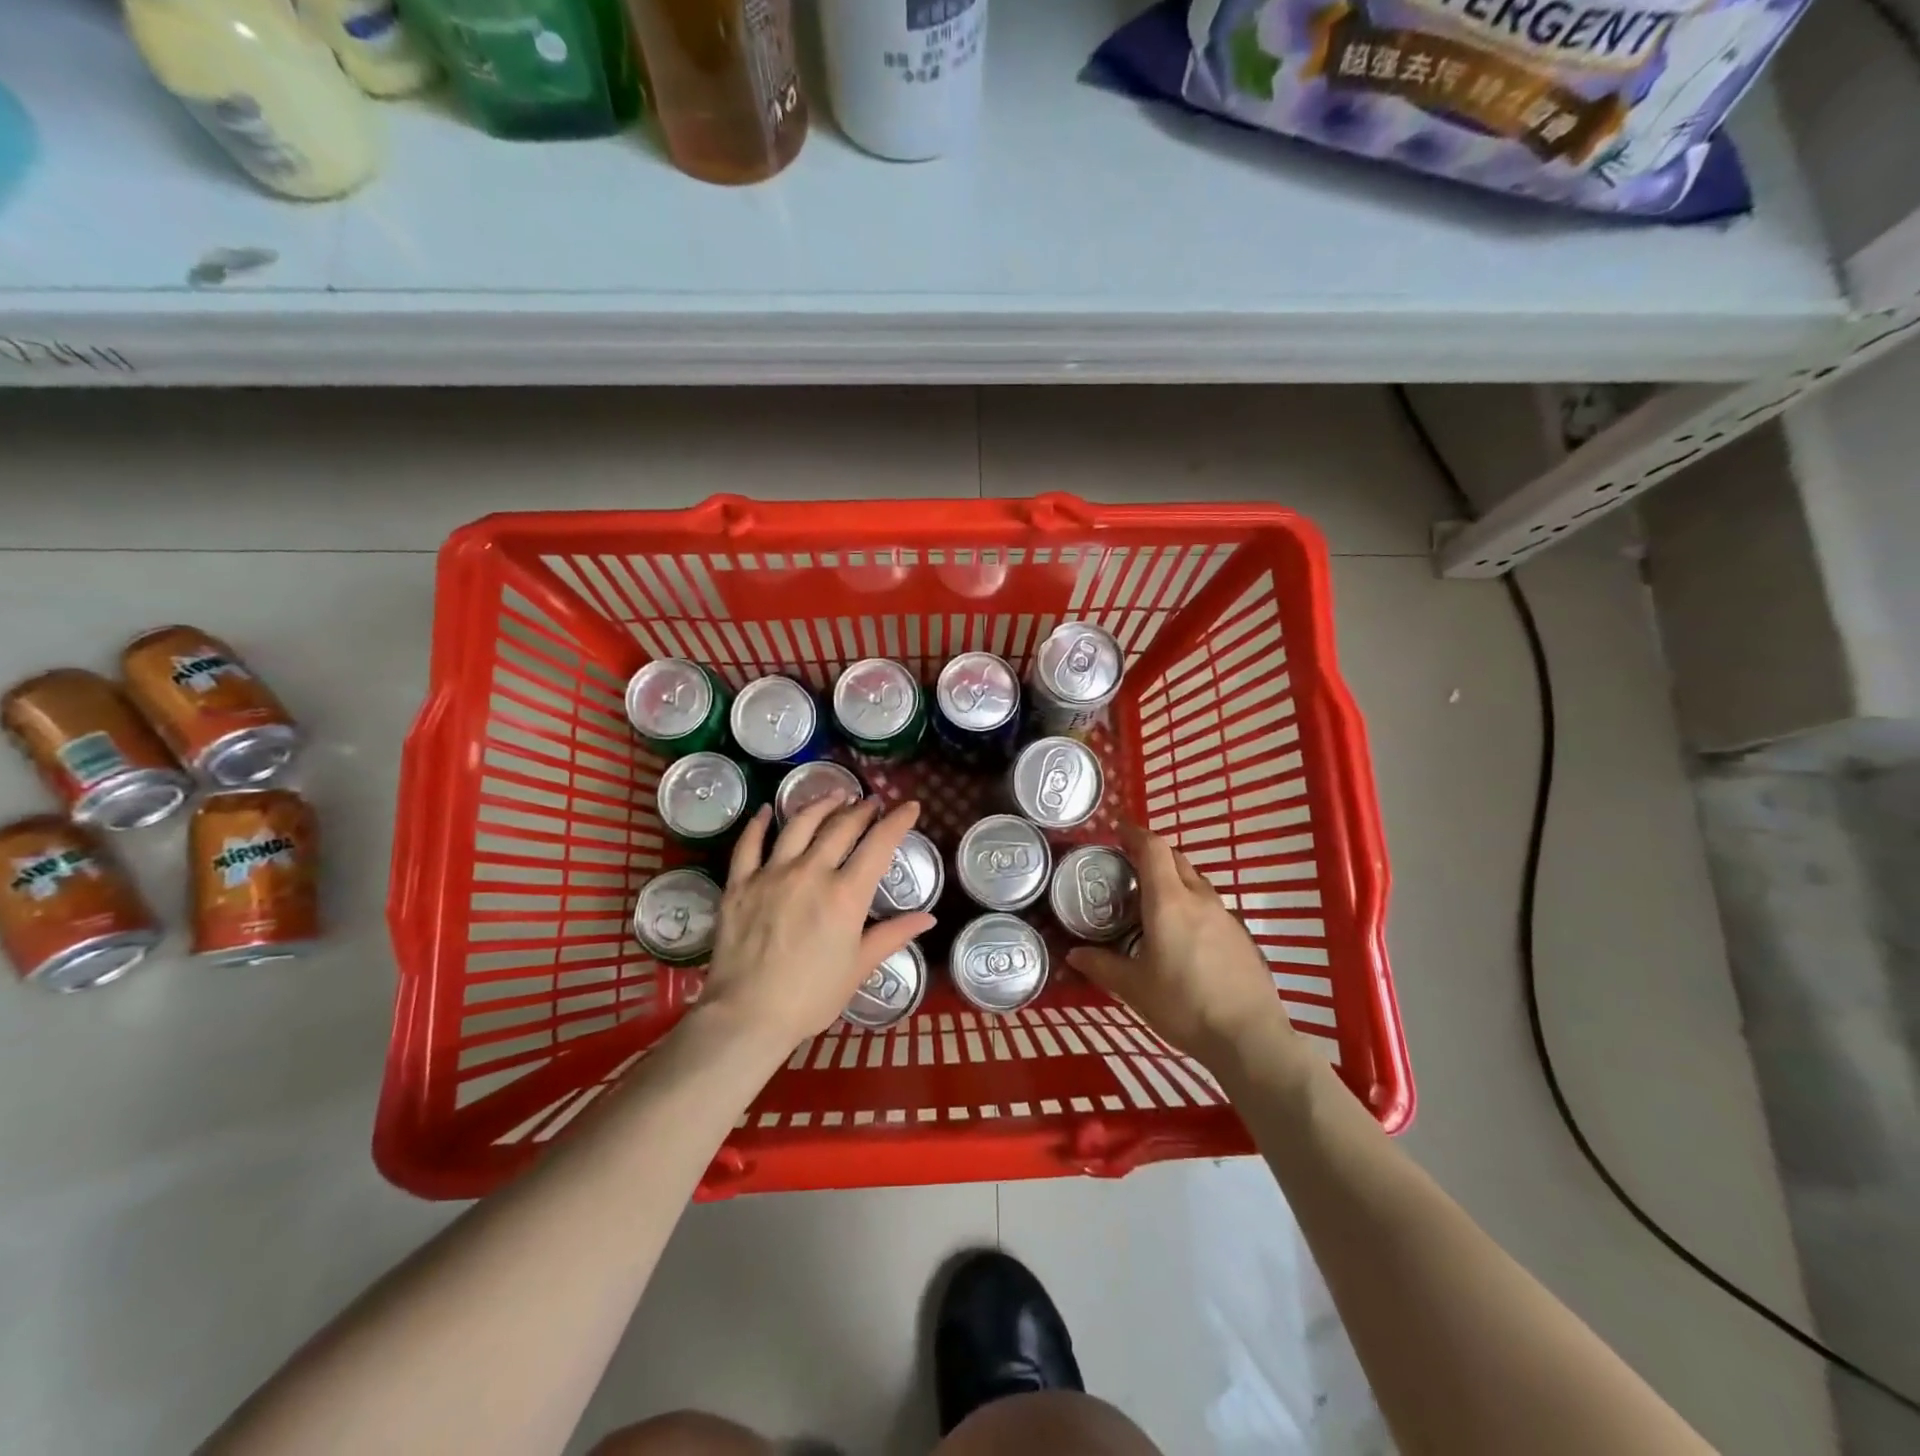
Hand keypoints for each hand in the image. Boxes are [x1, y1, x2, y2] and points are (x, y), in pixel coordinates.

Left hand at [698, 793, 934, 1057]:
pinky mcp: (740, 883)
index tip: (910, 806)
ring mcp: (772, 873)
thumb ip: (893, 935)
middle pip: (841, 827)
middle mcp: (811, 872)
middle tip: (871, 802)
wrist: (747, 1014)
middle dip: (861, 809)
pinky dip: (759, 824)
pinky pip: (749, 844)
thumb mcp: (859, 967)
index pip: (879, 845)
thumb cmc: (811, 996)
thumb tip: (928, 918)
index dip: (898, 821)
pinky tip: (767, 811)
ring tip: (834, 795)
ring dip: (821, 804)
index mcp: (846, 894)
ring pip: (799, 824)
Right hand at [1068, 823, 1294, 1067]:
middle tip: (1128, 866)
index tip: (1118, 830)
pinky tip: (1182, 934)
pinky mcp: (1241, 936)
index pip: (1154, 848)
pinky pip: (1210, 905)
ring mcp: (1225, 916)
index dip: (1135, 834)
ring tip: (1152, 900)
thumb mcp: (1134, 988)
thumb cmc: (1184, 1005)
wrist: (1249, 1037)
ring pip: (1195, 882)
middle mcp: (1199, 899)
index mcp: (1169, 902)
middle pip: (1176, 859)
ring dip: (1173, 879)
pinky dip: (1191, 904)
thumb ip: (1102, 966)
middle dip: (1152, 854)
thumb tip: (1074, 954)